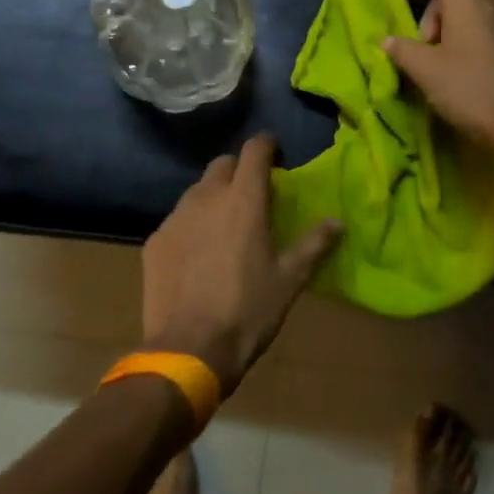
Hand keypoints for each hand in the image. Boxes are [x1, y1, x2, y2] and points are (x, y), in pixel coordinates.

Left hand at [142, 135, 342, 394]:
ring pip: (196, 191)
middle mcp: (206, 198)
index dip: (266, 145)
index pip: (254, 151)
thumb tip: (338, 222)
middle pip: (222, 165)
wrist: (189, 348)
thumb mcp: (289, 279)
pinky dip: (192, 225)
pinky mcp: (156, 241)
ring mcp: (176, 218)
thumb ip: (314, 244)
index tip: (275, 151)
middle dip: (239, 170)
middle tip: (253, 193)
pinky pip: (178, 220)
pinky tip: (198, 254)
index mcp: (244, 200)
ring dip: (213, 197)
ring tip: (225, 224)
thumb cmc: (248, 311)